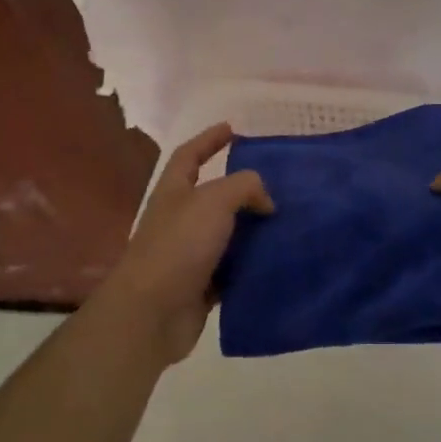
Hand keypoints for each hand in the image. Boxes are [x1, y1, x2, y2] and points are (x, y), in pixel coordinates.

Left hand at [91, 123, 273, 367]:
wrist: (153, 312)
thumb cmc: (179, 246)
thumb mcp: (214, 201)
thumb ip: (244, 187)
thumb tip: (266, 201)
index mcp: (174, 193)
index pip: (189, 156)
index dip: (208, 140)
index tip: (232, 129)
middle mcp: (179, 220)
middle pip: (212, 196)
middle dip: (242, 189)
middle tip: (278, 184)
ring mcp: (189, 255)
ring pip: (227, 235)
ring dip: (253, 229)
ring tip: (287, 223)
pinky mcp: (202, 286)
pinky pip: (233, 270)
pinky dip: (253, 265)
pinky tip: (278, 261)